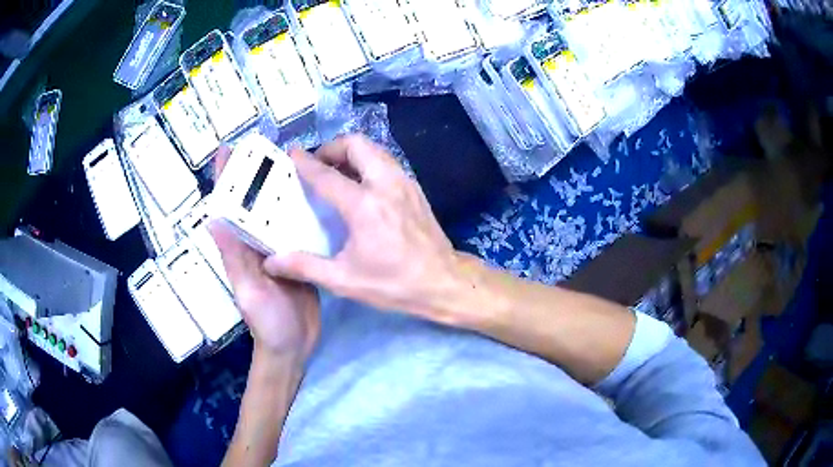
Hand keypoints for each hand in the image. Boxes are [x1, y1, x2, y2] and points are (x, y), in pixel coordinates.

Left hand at [210, 147, 320, 360]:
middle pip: (253, 203)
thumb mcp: (248, 292)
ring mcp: (279, 249)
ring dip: (282, 188)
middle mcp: (256, 244)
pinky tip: (317, 195)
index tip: (227, 150)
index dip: (224, 179)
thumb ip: (233, 259)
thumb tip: (212, 219)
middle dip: (256, 174)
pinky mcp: (299, 257)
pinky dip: (303, 209)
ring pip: (276, 211)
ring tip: (297, 163)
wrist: (294, 346)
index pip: (227, 208)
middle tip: (270, 147)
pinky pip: (297, 227)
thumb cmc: (267, 323)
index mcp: (240, 249)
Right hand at [263, 135, 465, 324]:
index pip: (327, 174)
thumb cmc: (394, 284)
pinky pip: (386, 162)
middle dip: (332, 147)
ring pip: (374, 149)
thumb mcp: (345, 280)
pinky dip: (368, 162)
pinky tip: (361, 185)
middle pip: (356, 145)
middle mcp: (385, 184)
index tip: (291, 154)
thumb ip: (304, 267)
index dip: (305, 162)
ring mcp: (404, 183)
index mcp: (364, 206)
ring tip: (336, 172)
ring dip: (352, 153)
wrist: (444, 282)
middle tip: (317, 164)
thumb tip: (271, 263)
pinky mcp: (415, 188)